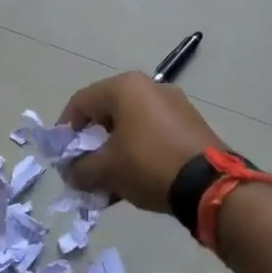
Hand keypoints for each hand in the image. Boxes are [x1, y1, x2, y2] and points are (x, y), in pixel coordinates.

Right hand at [56, 71, 223, 212]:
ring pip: (130, 126)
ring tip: (107, 182)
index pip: (81, 102)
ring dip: (114, 152)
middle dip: (91, 144)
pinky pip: (152, 134)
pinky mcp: (190, 124)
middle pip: (107, 113)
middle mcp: (150, 87)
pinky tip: (132, 181)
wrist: (210, 185)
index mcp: (125, 87)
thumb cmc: (148, 164)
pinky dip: (137, 153)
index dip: (65, 129)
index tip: (61, 155)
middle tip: (84, 168)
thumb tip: (70, 172)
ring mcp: (174, 104)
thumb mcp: (106, 170)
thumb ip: (80, 169)